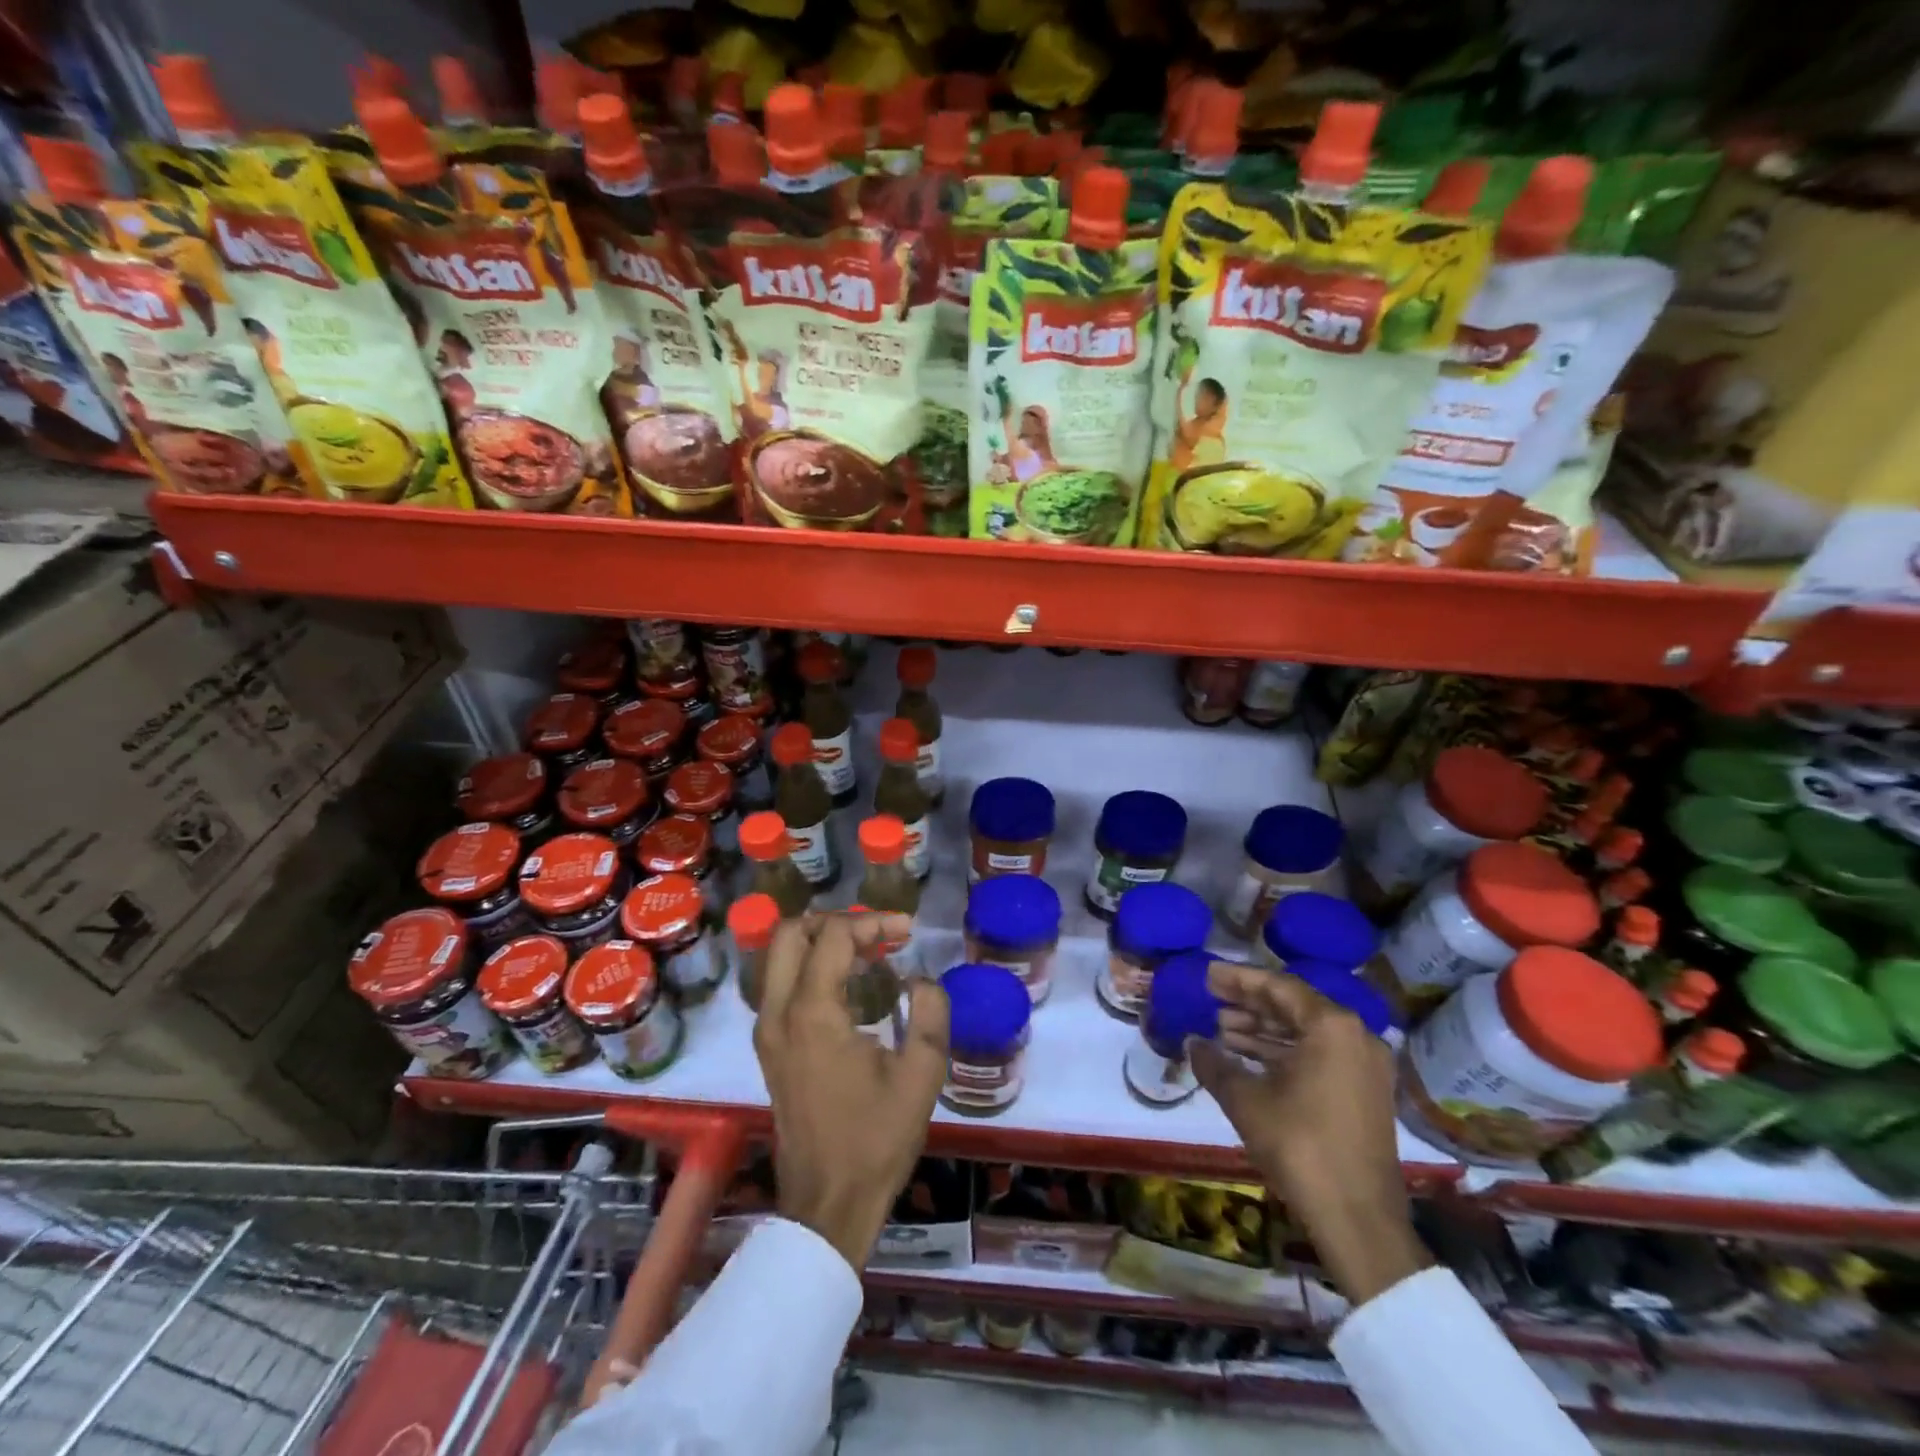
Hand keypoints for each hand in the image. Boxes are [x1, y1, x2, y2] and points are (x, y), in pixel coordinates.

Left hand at [754, 912, 949, 1269]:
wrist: (829, 1203)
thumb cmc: (876, 1139)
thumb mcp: (922, 1074)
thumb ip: (930, 1012)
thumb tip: (921, 980)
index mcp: (813, 1013)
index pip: (833, 936)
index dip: (873, 923)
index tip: (908, 932)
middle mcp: (778, 1013)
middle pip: (791, 932)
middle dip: (836, 921)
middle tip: (877, 933)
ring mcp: (767, 1030)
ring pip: (780, 956)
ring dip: (820, 941)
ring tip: (867, 952)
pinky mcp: (768, 1047)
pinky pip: (781, 983)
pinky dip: (810, 966)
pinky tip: (849, 985)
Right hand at [1190, 961, 1428, 1306]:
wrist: (1359, 1220)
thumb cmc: (1300, 1146)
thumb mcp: (1246, 1100)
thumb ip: (1215, 1063)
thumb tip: (1192, 1042)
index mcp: (1331, 1026)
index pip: (1278, 986)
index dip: (1238, 979)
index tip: (1208, 974)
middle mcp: (1355, 1036)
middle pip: (1294, 1006)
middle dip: (1249, 1003)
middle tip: (1211, 998)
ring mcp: (1365, 1066)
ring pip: (1306, 1032)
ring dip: (1264, 1029)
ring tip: (1222, 1029)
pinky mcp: (1365, 1092)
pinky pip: (1319, 1055)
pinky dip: (1284, 1052)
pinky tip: (1248, 1058)